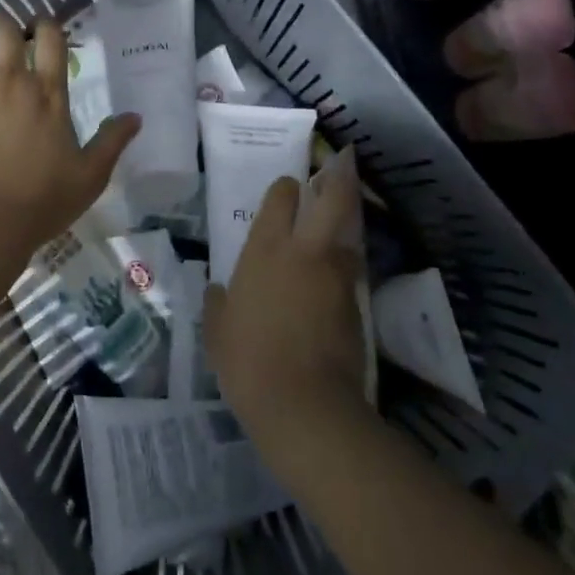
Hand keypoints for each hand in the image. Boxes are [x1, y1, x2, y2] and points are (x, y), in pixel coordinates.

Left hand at [0, 12, 137, 261]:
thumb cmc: (41, 201)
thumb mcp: (90, 176)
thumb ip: (112, 141)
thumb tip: (135, 116)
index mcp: (47, 91)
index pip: (51, 38)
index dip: (46, 26)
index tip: (40, 29)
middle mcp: (8, 78)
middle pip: (3, 28)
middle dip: (1, 25)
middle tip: (0, 38)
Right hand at [204, 148, 369, 461]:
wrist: (304, 404)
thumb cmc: (248, 359)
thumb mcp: (217, 331)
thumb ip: (217, 303)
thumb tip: (217, 289)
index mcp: (266, 249)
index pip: (282, 197)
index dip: (286, 189)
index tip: (286, 190)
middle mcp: (305, 251)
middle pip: (333, 199)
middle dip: (337, 181)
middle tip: (337, 171)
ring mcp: (336, 276)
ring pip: (347, 236)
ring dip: (342, 229)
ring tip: (334, 230)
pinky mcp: (357, 304)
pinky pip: (350, 274)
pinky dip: (344, 270)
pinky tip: (333, 283)